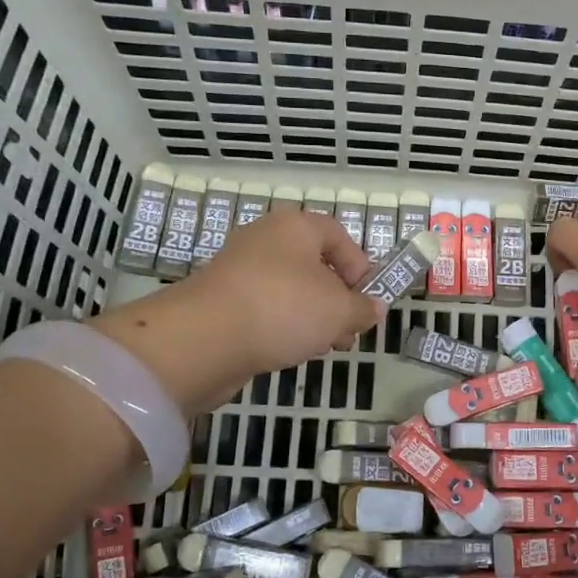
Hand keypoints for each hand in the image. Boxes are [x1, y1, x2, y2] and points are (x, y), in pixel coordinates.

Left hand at [95, 210, 380, 413]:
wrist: (204, 338)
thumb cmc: (283, 309)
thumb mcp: (339, 310)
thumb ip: (363, 308)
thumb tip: (373, 308)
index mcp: (295, 227)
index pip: (338, 236)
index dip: (360, 267)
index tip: (368, 301)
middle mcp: (265, 239)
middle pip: (314, 265)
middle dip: (337, 300)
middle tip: (348, 332)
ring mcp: (239, 270)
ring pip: (290, 290)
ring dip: (312, 317)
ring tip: (322, 347)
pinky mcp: (221, 301)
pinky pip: (265, 308)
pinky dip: (282, 326)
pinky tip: (290, 351)